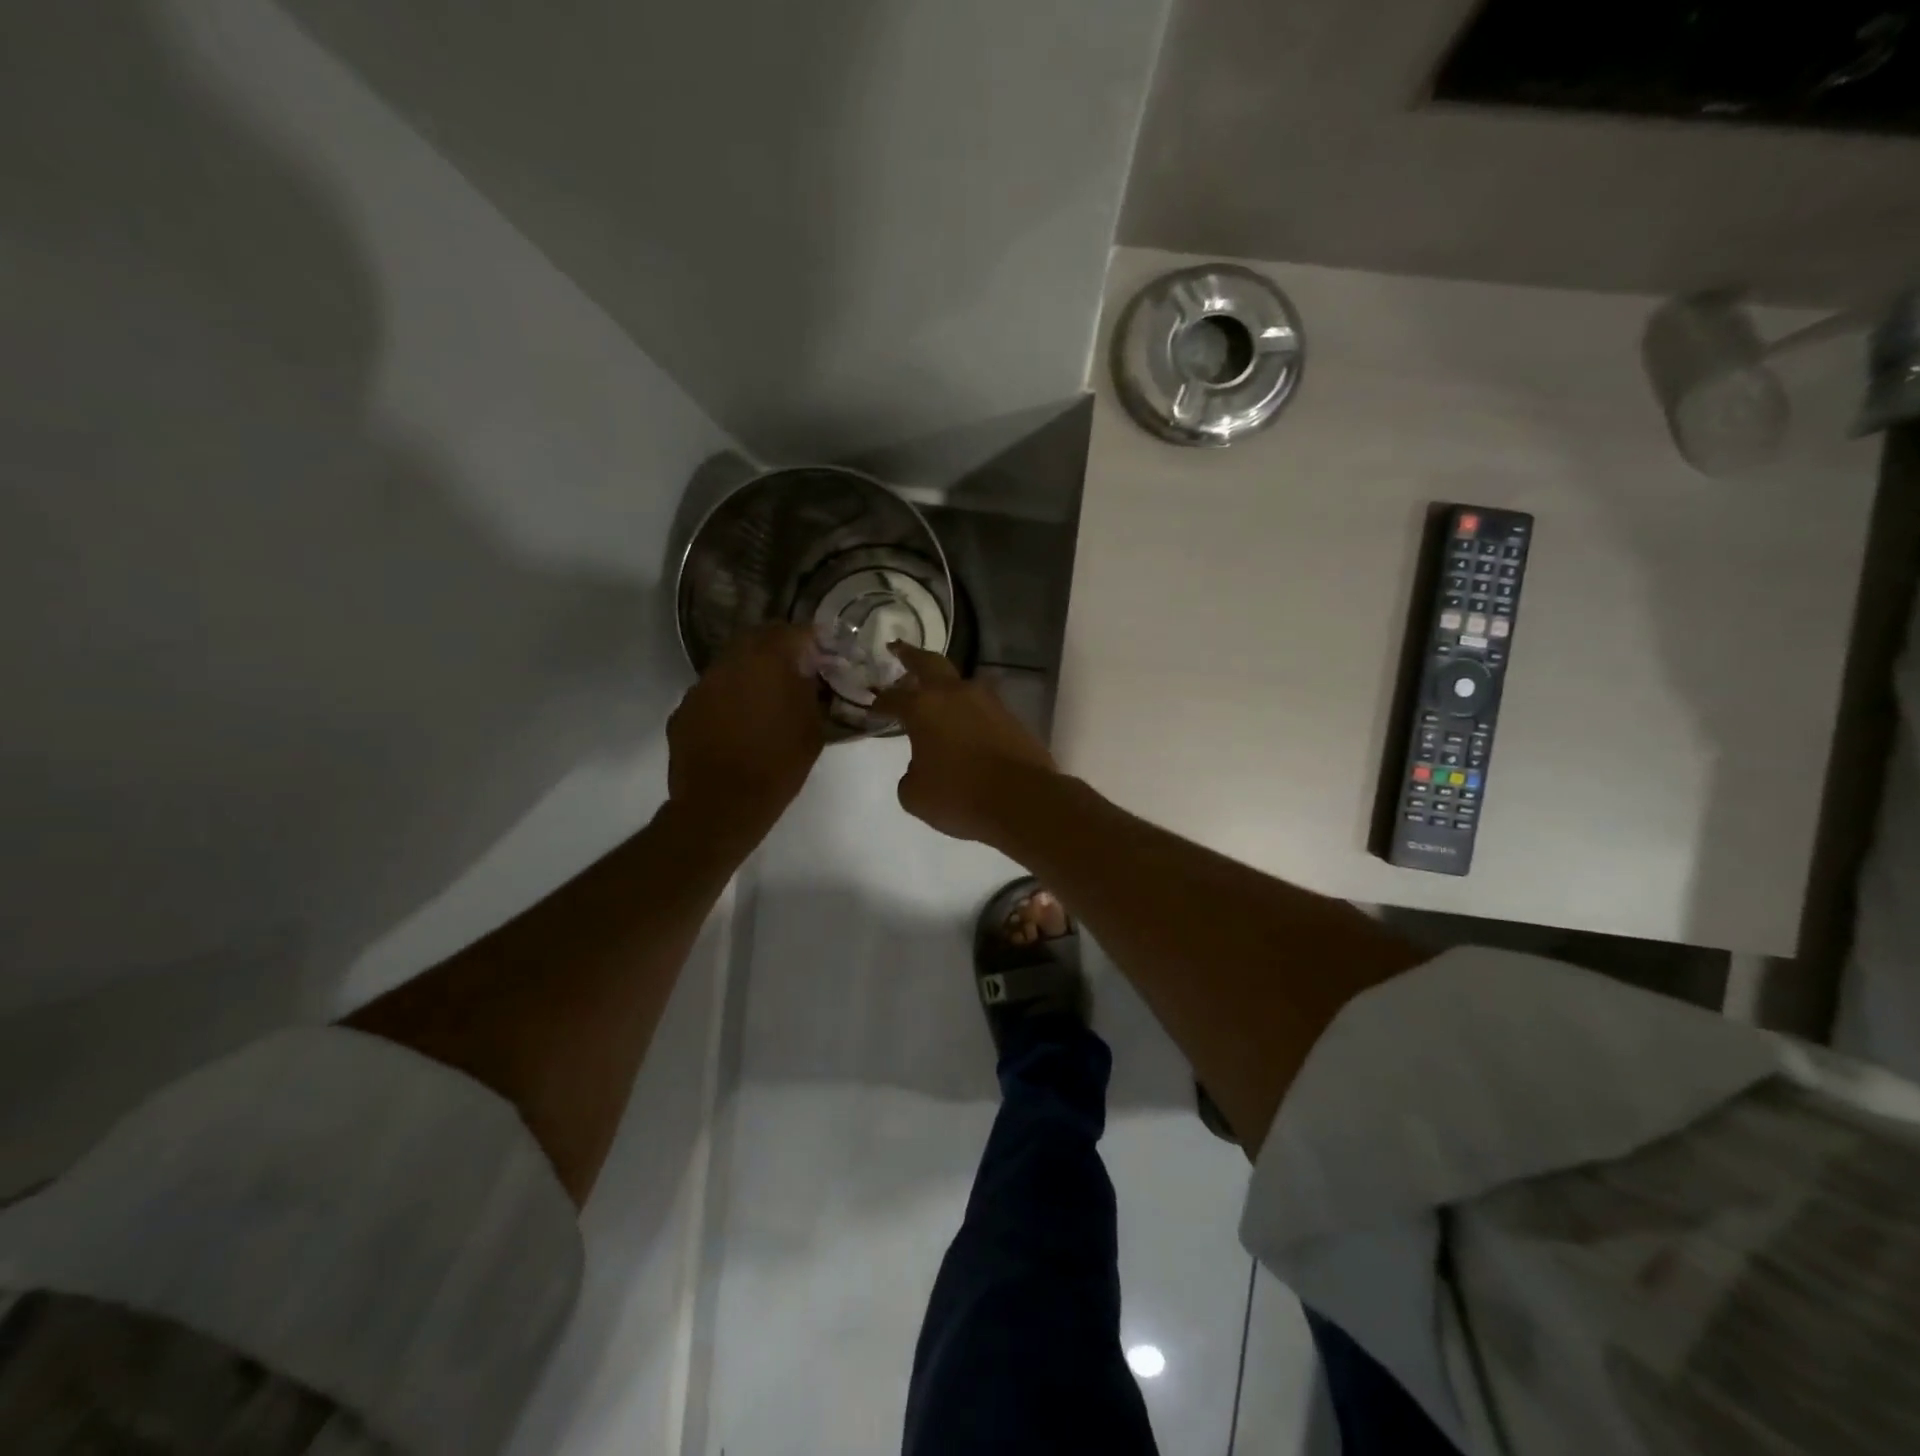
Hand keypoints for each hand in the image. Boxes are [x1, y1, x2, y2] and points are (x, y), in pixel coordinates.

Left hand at [668, 624, 825, 840]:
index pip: (794, 632)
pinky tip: (737, 723)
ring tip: (765, 698)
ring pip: (730, 665)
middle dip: (778, 649)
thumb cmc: (778, 765)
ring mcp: (701, 685)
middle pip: (757, 639)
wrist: (722, 805)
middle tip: (796, 670)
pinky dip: (727, 699)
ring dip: (749, 673)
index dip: (812, 641)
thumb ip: (810, 691)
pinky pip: (712, 693)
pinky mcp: (683, 710)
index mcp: (767, 661)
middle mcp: (730, 663)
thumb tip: (808, 673)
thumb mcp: (812, 728)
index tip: (824, 654)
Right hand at [874, 643, 1059, 844]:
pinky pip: (982, 707)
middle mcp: (956, 695)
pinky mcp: (1012, 718)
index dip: (880, 702)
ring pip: (961, 683)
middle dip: (911, 655)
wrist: (1023, 800)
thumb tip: (922, 766)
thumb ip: (911, 774)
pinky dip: (969, 711)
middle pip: (929, 663)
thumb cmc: (960, 795)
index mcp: (924, 707)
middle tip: (898, 647)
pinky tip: (965, 725)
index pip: (894, 697)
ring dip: (945, 685)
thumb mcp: (915, 794)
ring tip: (936, 694)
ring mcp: (989, 703)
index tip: (873, 707)